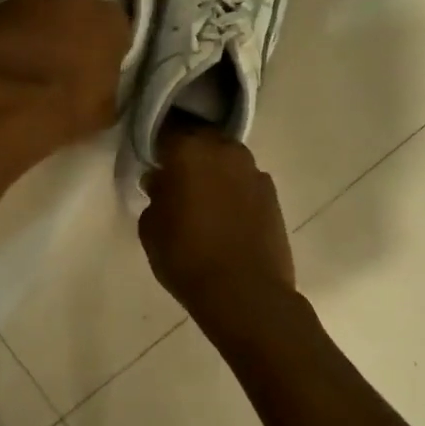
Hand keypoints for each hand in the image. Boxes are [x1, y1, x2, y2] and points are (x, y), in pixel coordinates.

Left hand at [0, 0, 130, 144]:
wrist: (9, 107)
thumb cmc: (69, 110)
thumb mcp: (106, 107)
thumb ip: (104, 82)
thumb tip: (94, 82)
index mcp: (111, 20)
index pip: (114, 29)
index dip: (104, 49)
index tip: (95, 69)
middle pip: (77, 11)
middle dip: (71, 31)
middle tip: (63, 63)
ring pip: (42, 12)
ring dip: (39, 31)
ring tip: (29, 65)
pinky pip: (10, 22)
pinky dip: (10, 37)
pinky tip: (5, 64)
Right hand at [139, 124, 295, 314]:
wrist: (245, 293)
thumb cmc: (187, 257)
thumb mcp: (151, 229)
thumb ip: (155, 196)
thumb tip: (162, 182)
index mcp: (189, 150)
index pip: (167, 132)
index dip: (158, 147)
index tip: (153, 163)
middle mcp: (224, 150)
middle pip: (202, 140)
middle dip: (189, 154)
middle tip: (177, 179)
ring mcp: (253, 170)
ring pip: (227, 159)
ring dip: (215, 171)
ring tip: (204, 199)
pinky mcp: (273, 194)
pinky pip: (245, 181)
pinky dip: (235, 190)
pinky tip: (227, 215)